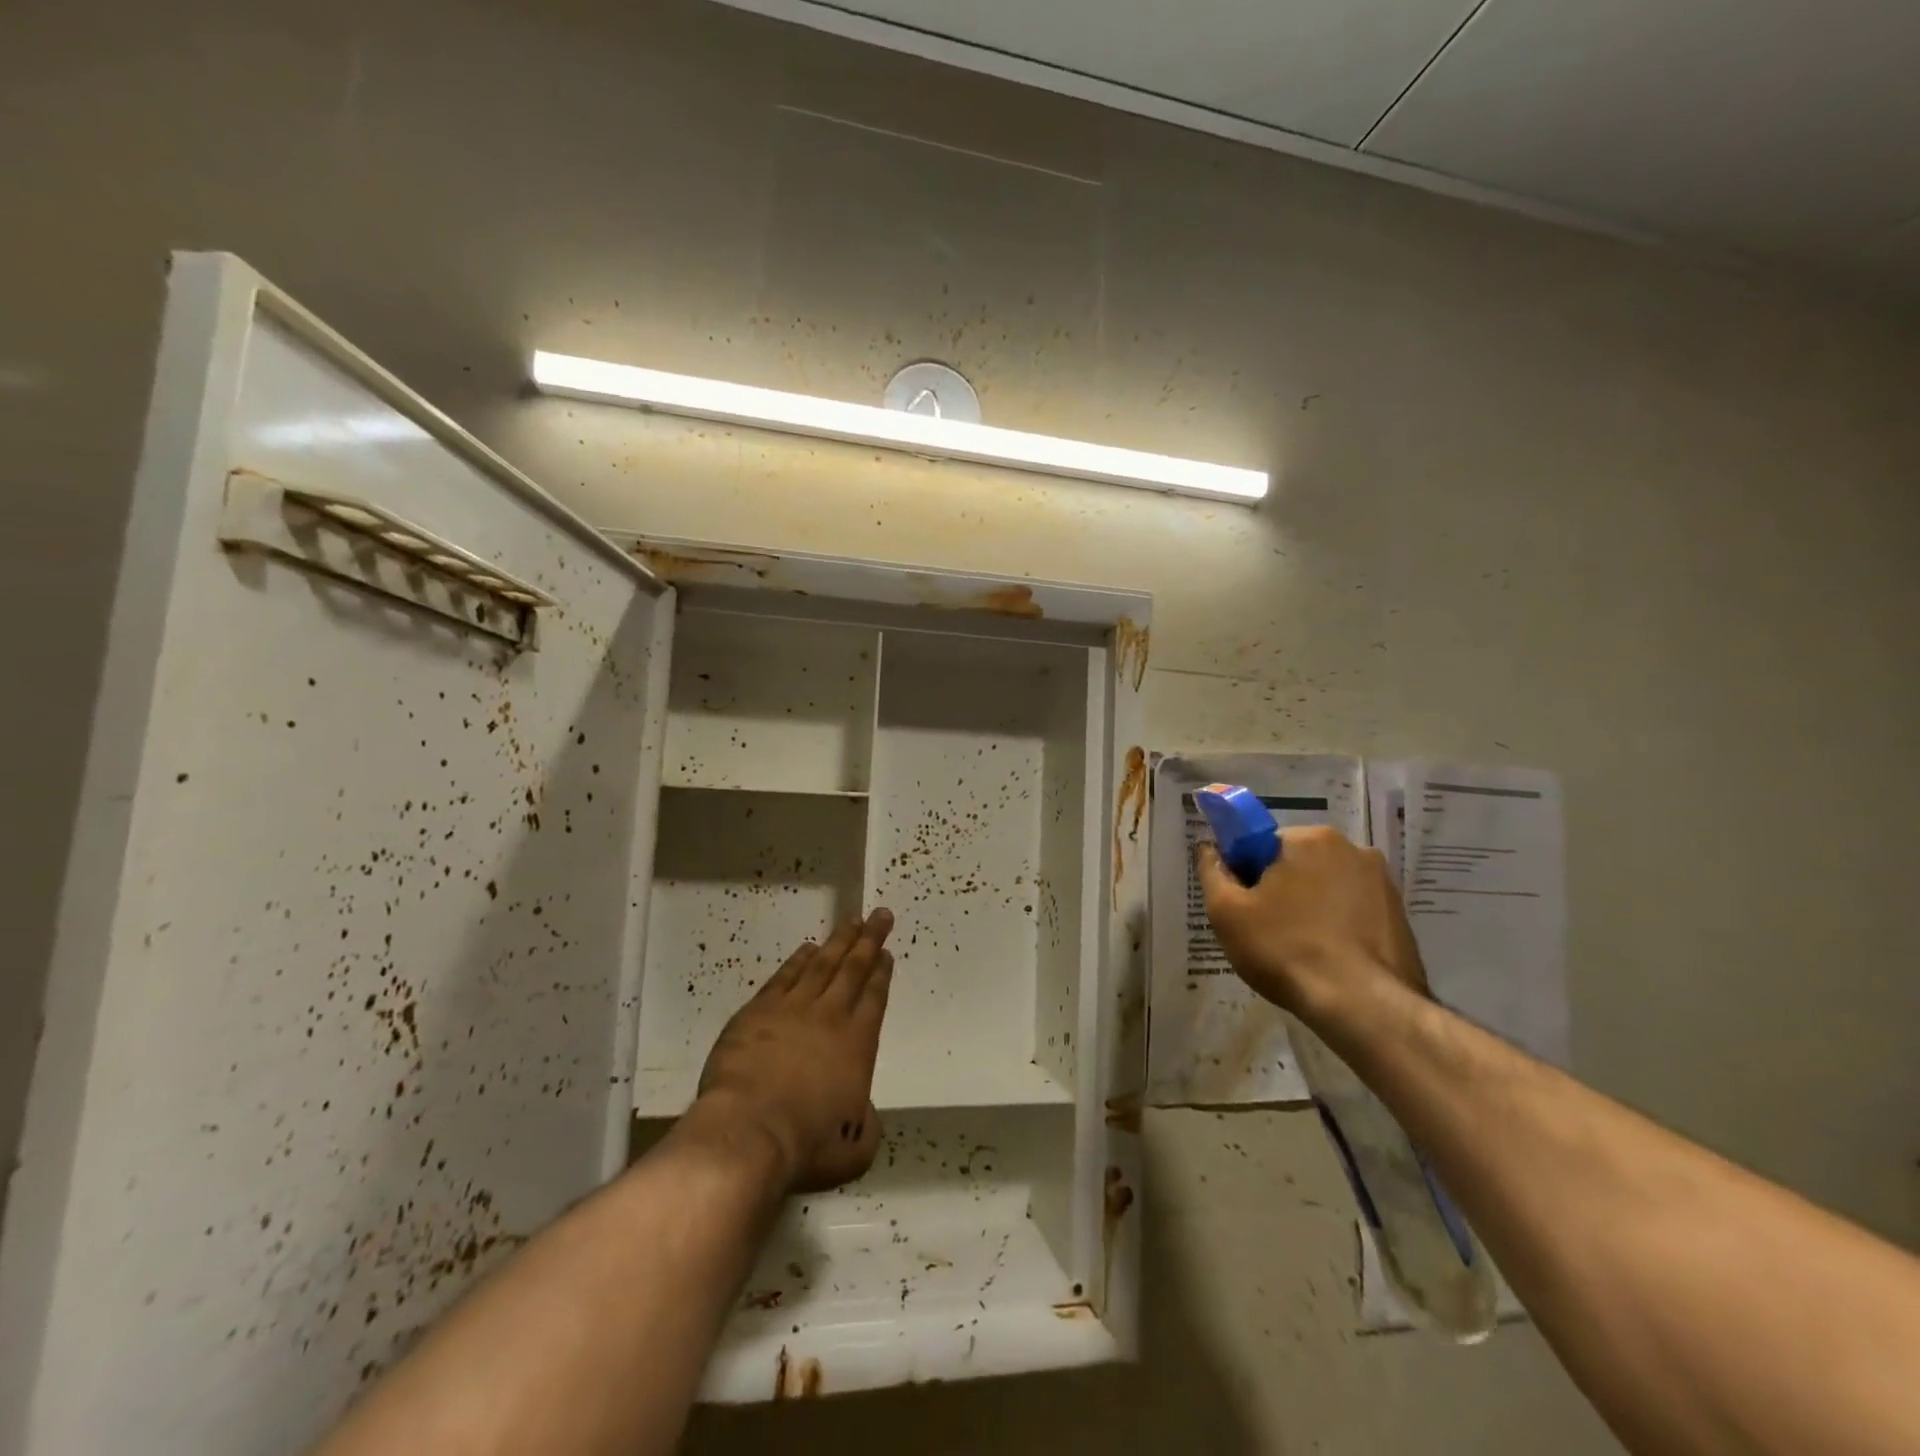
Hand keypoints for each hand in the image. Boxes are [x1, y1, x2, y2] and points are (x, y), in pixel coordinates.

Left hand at [694, 909, 894, 1193]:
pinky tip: (807, 948)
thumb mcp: (855, 1149)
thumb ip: (867, 1126)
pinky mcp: (758, 1011)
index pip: (875, 998)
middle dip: (869, 940)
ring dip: (838, 941)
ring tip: (851, 921)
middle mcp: (830, 1017)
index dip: (882, 973)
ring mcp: (793, 1009)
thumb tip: (864, 1116)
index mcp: (858, 1043)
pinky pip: (785, 976)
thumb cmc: (807, 1143)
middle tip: (880, 915)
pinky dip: (798, 960)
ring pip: (822, 965)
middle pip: (854, 968)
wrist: (750, 1130)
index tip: (886, 952)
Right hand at [1195, 828, 1429, 1018]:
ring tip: (1300, 949)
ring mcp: (1382, 881)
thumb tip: (1208, 848)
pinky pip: (1353, 909)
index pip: (1260, 844)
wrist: (1362, 1006)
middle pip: (1296, 862)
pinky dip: (1338, 924)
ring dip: (1310, 906)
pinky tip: (1328, 957)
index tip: (1243, 906)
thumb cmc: (1285, 949)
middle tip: (1267, 930)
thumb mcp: (1227, 912)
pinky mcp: (1400, 914)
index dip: (1245, 874)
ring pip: (1326, 886)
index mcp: (1308, 838)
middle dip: (1280, 888)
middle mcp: (1351, 848)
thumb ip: (1212, 871)